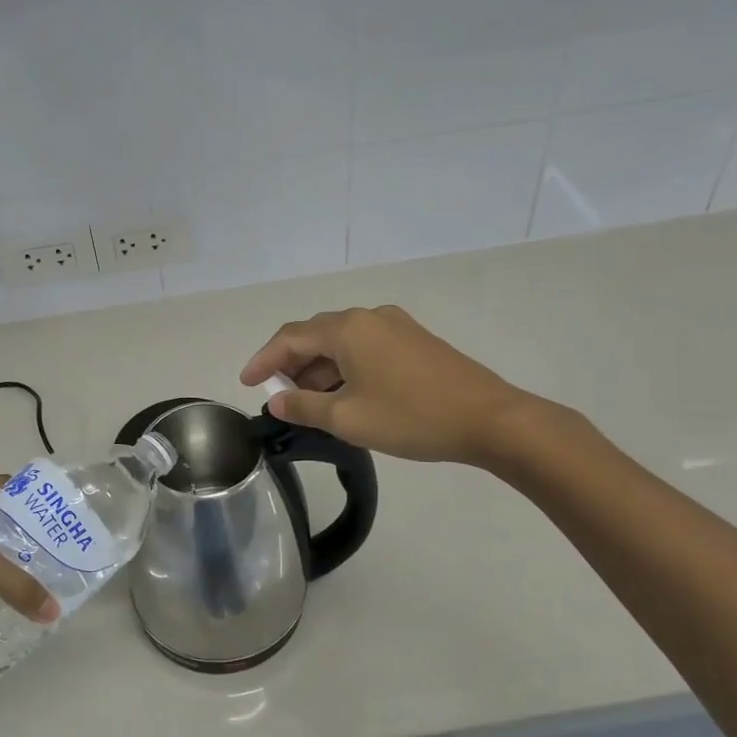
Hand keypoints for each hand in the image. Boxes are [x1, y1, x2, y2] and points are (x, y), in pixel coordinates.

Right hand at [240, 305, 544, 466]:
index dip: (264, 360)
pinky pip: (365, 347)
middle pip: (316, 335)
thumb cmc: (411, 417)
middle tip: (282, 398)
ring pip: (342, 342)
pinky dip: (346, 367)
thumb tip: (276, 400)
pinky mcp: (415, 340)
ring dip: (321, 369)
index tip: (246, 383)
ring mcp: (395, 326)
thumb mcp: (348, 419)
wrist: (489, 419)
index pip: (290, 337)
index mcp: (347, 329)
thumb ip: (304, 407)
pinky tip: (348, 395)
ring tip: (313, 404)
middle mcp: (368, 317)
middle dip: (293, 365)